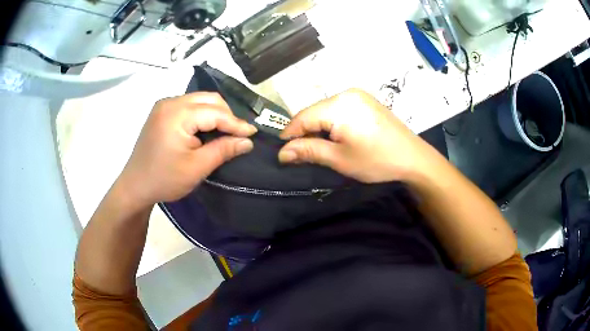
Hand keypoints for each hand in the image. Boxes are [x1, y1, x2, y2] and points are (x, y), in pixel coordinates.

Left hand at [116, 92, 256, 209]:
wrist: (135, 186)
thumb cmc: (164, 179)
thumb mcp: (196, 167)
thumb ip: (223, 150)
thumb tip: (248, 141)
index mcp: (177, 114)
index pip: (215, 112)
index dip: (236, 123)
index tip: (253, 133)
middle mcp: (170, 102)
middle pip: (208, 99)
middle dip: (226, 115)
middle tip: (238, 134)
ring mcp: (164, 106)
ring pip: (199, 101)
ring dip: (215, 114)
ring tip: (225, 132)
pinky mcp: (161, 112)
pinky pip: (189, 106)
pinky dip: (202, 115)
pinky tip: (206, 129)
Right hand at [279, 89, 430, 182]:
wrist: (413, 158)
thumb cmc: (376, 160)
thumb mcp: (339, 159)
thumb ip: (308, 151)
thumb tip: (281, 153)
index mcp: (338, 105)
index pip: (302, 117)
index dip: (290, 134)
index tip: (283, 152)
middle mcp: (346, 93)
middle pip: (313, 111)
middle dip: (304, 132)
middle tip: (301, 153)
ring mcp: (357, 95)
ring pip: (325, 110)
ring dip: (317, 127)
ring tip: (318, 147)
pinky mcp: (365, 100)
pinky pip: (338, 108)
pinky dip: (331, 122)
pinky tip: (335, 136)